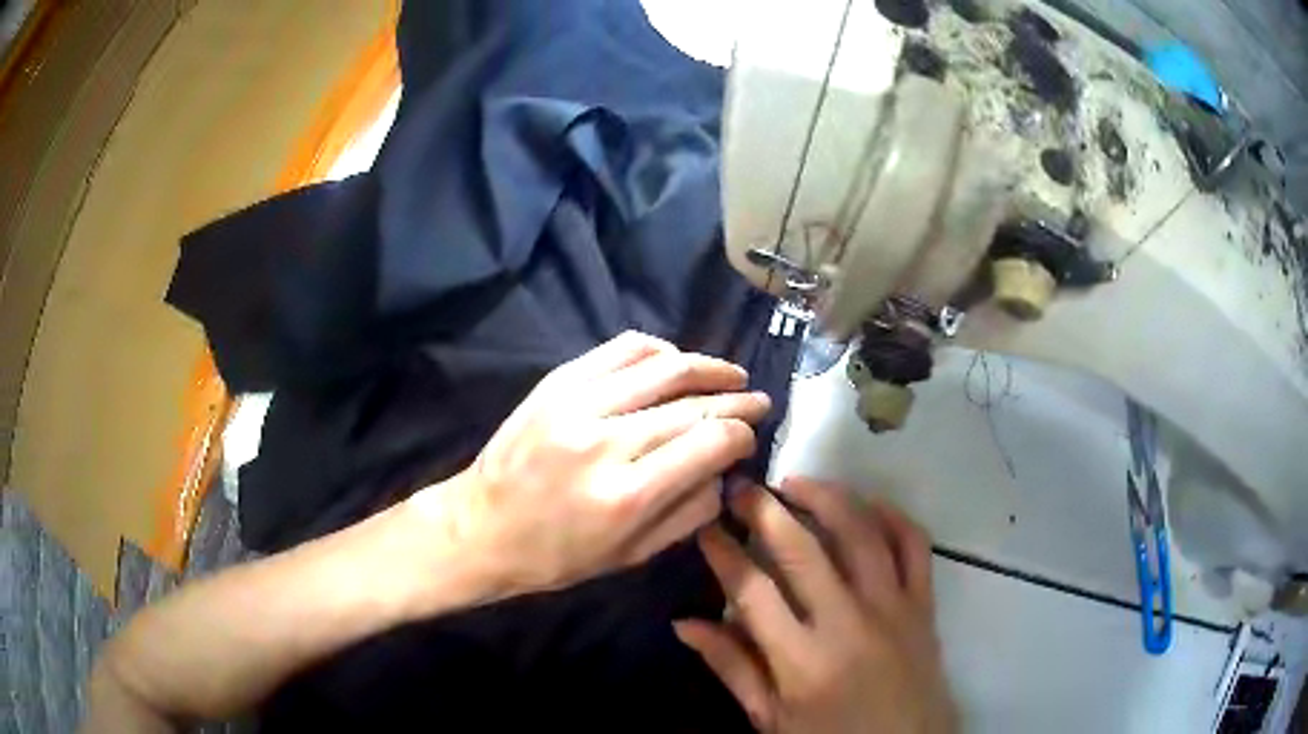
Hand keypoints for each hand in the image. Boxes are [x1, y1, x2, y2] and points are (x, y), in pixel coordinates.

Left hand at [408, 331, 770, 597]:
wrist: (482, 526)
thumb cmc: (558, 555)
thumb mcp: (632, 556)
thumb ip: (690, 512)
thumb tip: (727, 469)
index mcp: (627, 495)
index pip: (710, 443)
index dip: (742, 435)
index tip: (751, 436)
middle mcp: (605, 441)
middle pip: (692, 404)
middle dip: (736, 400)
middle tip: (758, 401)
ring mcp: (577, 403)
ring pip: (663, 366)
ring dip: (707, 367)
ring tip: (730, 374)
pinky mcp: (556, 383)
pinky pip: (620, 349)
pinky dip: (658, 349)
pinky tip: (675, 360)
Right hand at [676, 479, 956, 733]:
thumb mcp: (771, 717)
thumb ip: (732, 667)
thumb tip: (684, 623)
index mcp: (802, 661)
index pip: (752, 591)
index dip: (723, 553)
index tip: (706, 528)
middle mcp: (848, 623)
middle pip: (802, 549)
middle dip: (765, 510)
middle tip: (741, 487)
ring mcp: (892, 607)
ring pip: (860, 533)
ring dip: (826, 497)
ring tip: (795, 483)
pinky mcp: (923, 603)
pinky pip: (914, 544)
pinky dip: (892, 516)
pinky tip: (867, 504)